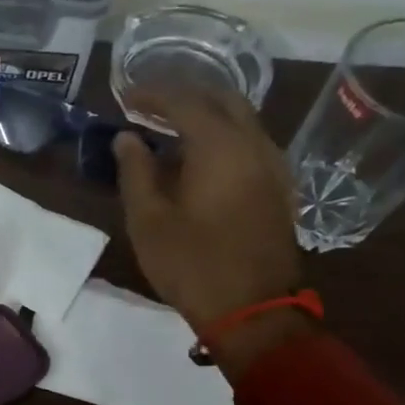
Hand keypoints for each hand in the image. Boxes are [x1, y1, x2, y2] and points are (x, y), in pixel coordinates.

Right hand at [113, 85, 304, 354]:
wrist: (253, 310)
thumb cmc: (192, 264)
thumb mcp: (148, 220)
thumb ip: (135, 171)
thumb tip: (127, 139)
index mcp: (220, 147)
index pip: (184, 101)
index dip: (152, 95)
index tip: (125, 97)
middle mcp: (254, 145)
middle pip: (222, 100)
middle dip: (184, 95)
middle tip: (149, 106)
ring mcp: (273, 166)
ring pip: (241, 120)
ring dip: (205, 115)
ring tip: (169, 129)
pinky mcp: (278, 188)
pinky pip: (249, 144)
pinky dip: (222, 137)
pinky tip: (199, 158)